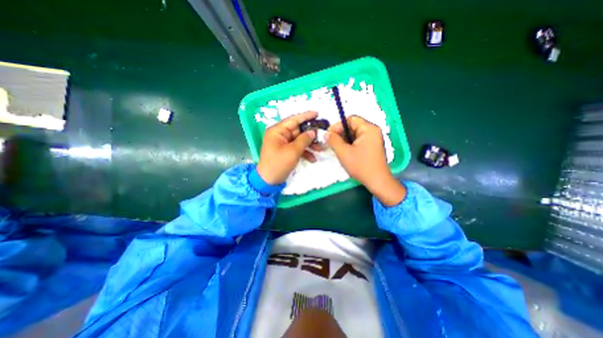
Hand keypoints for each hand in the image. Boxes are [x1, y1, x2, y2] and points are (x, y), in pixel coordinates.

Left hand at [256, 111, 318, 183]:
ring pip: (299, 140)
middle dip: (311, 135)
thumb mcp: (293, 151)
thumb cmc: (278, 164)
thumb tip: (313, 131)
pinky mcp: (286, 151)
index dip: (305, 116)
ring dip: (310, 145)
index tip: (317, 114)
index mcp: (277, 131)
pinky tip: (313, 159)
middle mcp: (280, 135)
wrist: (269, 181)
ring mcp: (283, 143)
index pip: (293, 120)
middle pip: (298, 131)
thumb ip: (304, 140)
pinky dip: (305, 152)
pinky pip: (297, 148)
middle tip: (322, 136)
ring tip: (321, 149)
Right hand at [325, 117, 403, 205]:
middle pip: (352, 126)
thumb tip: (326, 133)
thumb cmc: (361, 166)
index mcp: (368, 129)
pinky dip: (349, 144)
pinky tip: (344, 151)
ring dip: (344, 139)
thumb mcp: (344, 152)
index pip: (350, 119)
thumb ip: (333, 140)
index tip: (329, 135)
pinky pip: (357, 140)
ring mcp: (373, 139)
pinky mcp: (371, 146)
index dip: (338, 125)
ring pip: (354, 134)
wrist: (377, 181)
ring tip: (337, 148)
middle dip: (340, 133)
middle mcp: (372, 131)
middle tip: (331, 142)